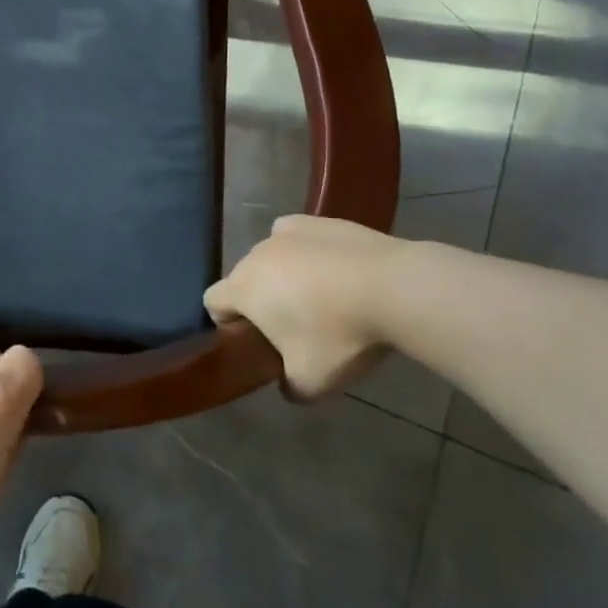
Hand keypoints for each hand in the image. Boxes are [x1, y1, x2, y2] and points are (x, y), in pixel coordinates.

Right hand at [204, 215, 401, 400]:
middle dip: (260, 301)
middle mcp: (255, 255)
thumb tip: (287, 385)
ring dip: (284, 276)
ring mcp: (285, 233)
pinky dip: (306, 251)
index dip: (227, 323)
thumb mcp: (312, 382)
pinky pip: (297, 238)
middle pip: (244, 279)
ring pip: (271, 258)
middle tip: (296, 326)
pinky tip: (332, 268)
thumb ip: (289, 387)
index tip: (257, 340)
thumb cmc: (340, 334)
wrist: (395, 287)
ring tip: (323, 297)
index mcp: (243, 289)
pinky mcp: (317, 221)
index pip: (212, 302)